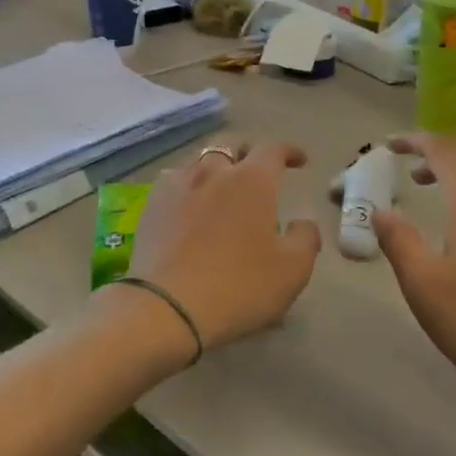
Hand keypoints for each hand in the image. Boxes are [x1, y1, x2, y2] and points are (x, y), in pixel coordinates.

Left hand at [118, 141, 320, 356]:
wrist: (166, 307)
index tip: (299, 160)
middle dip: (247, 154)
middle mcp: (213, 172)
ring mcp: (176, 186)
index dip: (288, 152)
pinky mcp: (150, 206)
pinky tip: (188, 203)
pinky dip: (187, 186)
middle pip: (231, 148)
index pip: (273, 150)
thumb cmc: (238, 287)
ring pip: (198, 162)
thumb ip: (305, 239)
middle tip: (256, 171)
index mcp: (252, 181)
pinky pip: (173, 183)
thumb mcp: (292, 271)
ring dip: (214, 169)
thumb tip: (302, 223)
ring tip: (220, 186)